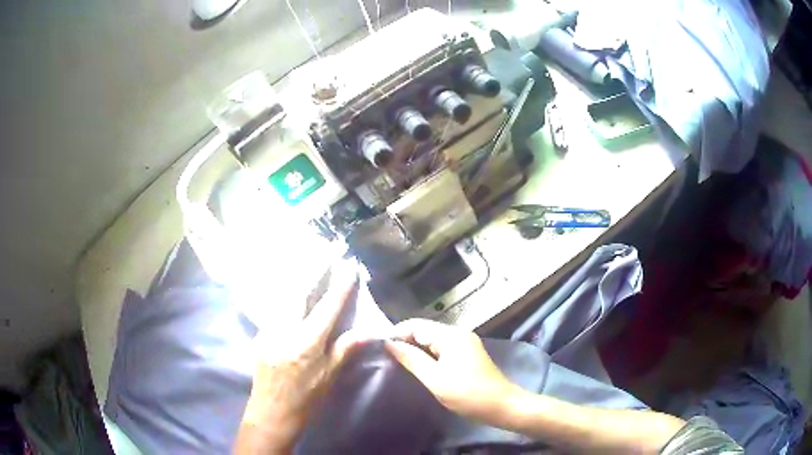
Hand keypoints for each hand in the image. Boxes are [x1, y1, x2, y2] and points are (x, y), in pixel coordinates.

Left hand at [236, 260, 368, 452]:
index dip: (340, 286)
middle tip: (325, 251)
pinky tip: (291, 291)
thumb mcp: (330, 377)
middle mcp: (285, 330)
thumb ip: (346, 350)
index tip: (348, 265)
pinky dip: (285, 295)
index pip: (327, 308)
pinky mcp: (259, 334)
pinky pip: (274, 307)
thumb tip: (369, 331)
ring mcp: (268, 330)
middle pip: (300, 292)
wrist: (271, 412)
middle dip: (314, 270)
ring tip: (308, 261)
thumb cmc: (306, 399)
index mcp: (307, 343)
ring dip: (298, 278)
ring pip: (283, 296)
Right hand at [385, 319, 522, 424]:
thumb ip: (411, 359)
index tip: (378, 348)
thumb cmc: (468, 394)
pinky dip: (428, 355)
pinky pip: (442, 348)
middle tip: (385, 357)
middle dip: (405, 341)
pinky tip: (418, 366)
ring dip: (416, 349)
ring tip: (397, 362)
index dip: (396, 333)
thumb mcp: (435, 379)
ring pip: (432, 340)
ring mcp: (465, 343)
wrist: (502, 406)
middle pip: (424, 330)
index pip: (416, 325)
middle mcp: (458, 333)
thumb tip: (389, 344)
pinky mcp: (468, 354)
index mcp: (451, 335)